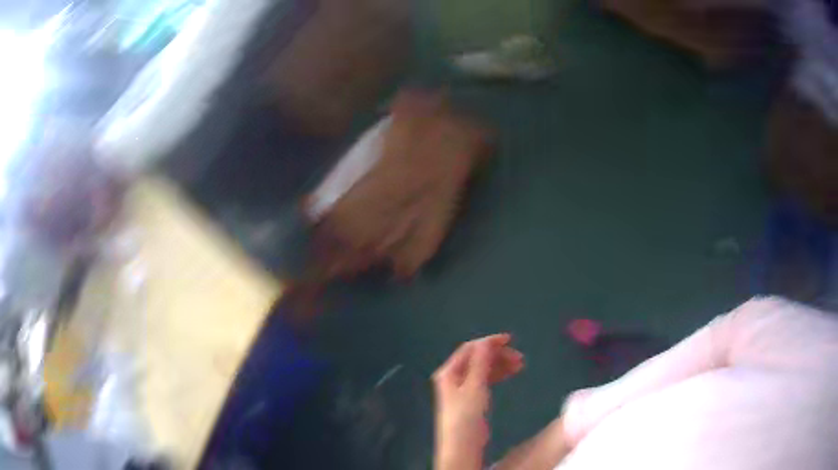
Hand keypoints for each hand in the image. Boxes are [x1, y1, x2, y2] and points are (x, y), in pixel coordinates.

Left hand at [433, 333, 524, 469]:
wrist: (462, 444)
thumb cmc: (466, 415)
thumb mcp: (475, 386)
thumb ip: (481, 363)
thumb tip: (487, 341)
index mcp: (450, 371)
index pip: (470, 349)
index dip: (489, 342)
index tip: (510, 340)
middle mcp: (454, 377)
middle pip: (477, 358)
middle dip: (497, 355)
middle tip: (519, 358)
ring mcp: (462, 388)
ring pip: (483, 368)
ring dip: (500, 364)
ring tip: (520, 365)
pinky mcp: (471, 398)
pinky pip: (485, 379)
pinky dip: (497, 374)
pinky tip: (509, 374)